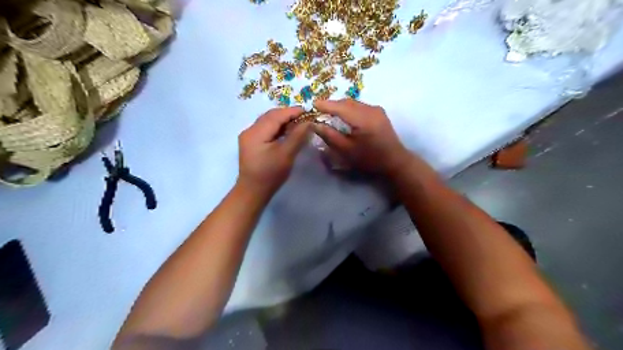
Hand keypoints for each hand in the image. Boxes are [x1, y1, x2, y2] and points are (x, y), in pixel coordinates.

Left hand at [236, 107, 310, 197]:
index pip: (276, 115)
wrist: (253, 192)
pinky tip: (287, 132)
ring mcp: (249, 137)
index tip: (308, 111)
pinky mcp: (251, 143)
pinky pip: (266, 130)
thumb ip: (297, 136)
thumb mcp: (286, 155)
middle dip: (288, 114)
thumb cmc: (270, 175)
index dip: (292, 111)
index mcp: (255, 132)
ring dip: (283, 121)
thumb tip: (309, 122)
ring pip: (268, 122)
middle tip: (305, 117)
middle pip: (270, 116)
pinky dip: (278, 128)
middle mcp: (249, 130)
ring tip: (298, 124)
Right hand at [316, 98, 411, 177]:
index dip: (325, 105)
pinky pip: (360, 106)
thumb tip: (315, 124)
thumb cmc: (369, 159)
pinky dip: (349, 109)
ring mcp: (376, 110)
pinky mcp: (379, 113)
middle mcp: (371, 110)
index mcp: (363, 119)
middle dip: (332, 104)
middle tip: (319, 110)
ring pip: (353, 103)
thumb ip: (330, 136)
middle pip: (347, 102)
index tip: (312, 104)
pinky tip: (344, 116)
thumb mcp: (347, 151)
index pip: (340, 107)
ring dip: (340, 106)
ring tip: (329, 113)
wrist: (395, 161)